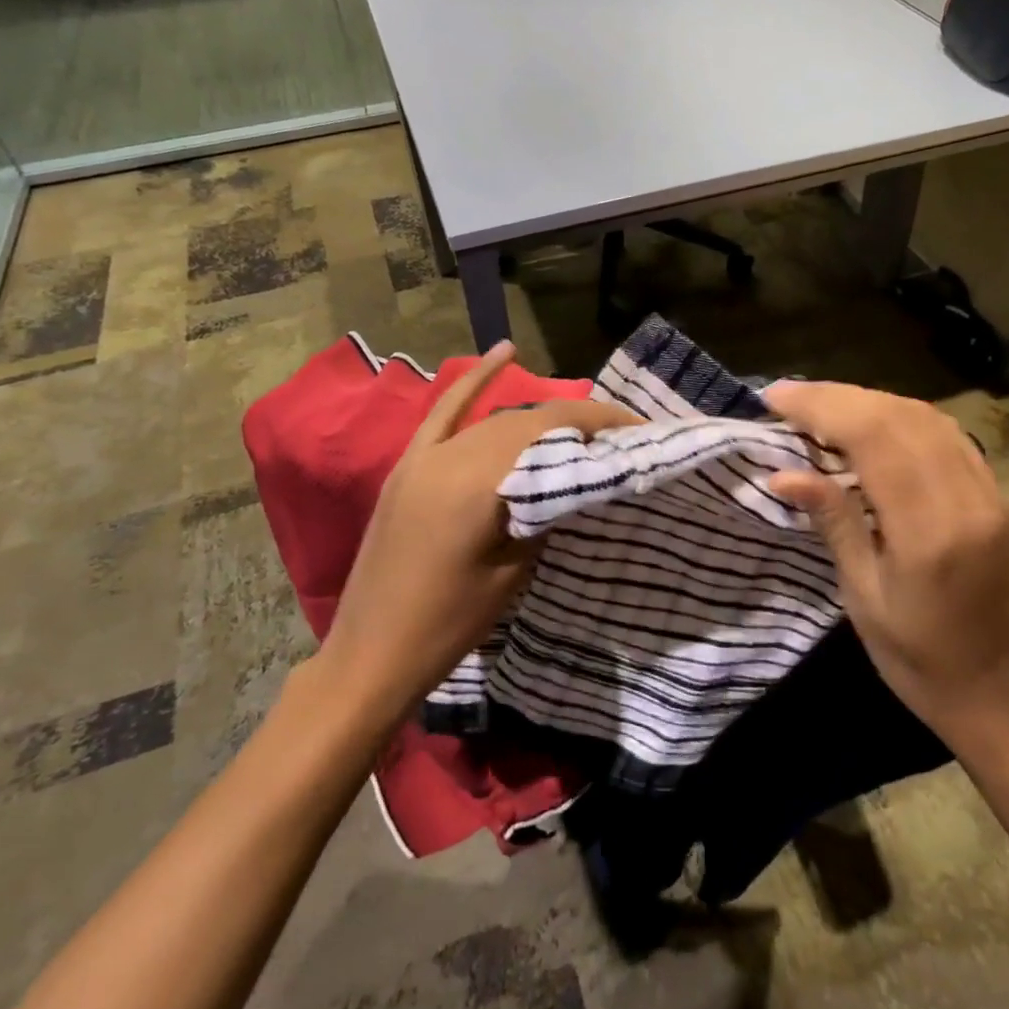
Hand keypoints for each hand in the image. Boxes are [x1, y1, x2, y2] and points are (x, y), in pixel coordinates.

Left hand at [306, 341, 638, 734]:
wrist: (371, 656)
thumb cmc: (449, 625)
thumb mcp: (513, 571)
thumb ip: (544, 513)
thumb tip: (577, 479)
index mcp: (477, 482)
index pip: (550, 432)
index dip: (599, 423)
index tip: (638, 429)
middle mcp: (450, 455)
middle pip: (526, 421)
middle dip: (576, 421)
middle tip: (619, 435)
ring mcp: (424, 456)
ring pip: (495, 419)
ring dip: (539, 417)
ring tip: (581, 424)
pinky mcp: (409, 465)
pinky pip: (444, 413)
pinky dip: (475, 382)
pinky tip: (503, 353)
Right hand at [765, 381, 1008, 739]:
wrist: (994, 690)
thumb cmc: (915, 657)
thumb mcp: (862, 596)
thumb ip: (832, 522)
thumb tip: (782, 473)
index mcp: (930, 531)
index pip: (874, 437)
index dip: (821, 407)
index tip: (774, 398)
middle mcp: (967, 499)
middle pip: (899, 416)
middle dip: (837, 397)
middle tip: (786, 396)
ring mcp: (989, 492)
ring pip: (924, 415)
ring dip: (867, 400)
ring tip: (818, 405)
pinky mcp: (995, 493)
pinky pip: (945, 433)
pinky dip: (898, 414)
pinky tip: (868, 419)